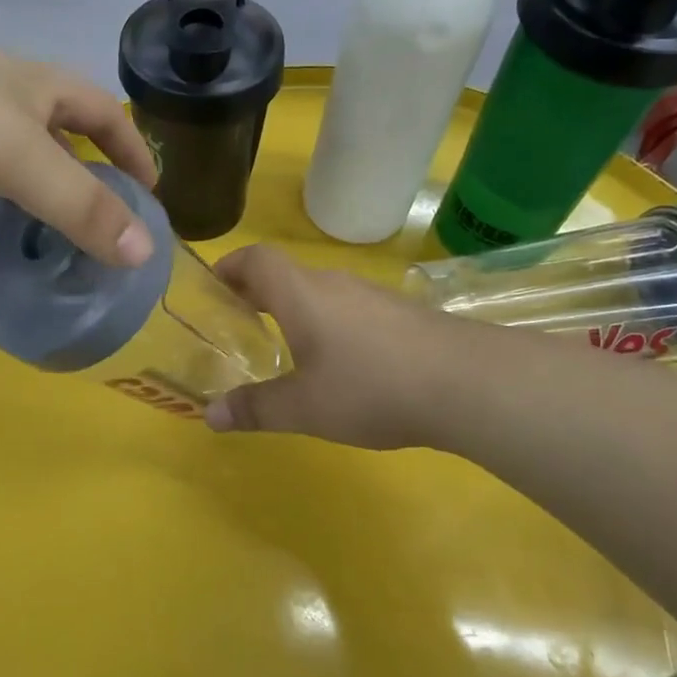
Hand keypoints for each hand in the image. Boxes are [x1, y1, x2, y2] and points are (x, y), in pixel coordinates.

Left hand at [0, 12, 157, 264]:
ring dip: (34, 217)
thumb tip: (144, 253)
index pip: (102, 112)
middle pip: (59, 151)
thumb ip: (82, 205)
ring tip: (56, 262)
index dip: (132, 146)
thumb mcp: (21, 157)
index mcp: (35, 88)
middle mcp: (2, 107)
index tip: (151, 194)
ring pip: (12, 182)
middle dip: (84, 191)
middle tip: (103, 242)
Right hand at [203, 244, 456, 448]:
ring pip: (319, 291)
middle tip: (236, 324)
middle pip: (285, 273)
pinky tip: (339, 362)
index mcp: (300, 294)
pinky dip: (327, 323)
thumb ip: (255, 409)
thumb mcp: (304, 407)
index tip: (210, 289)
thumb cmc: (371, 387)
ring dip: (293, 308)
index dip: (229, 267)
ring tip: (283, 345)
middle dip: (255, 293)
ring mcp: (371, 296)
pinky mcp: (400, 314)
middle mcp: (333, 284)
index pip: (255, 259)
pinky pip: (348, 308)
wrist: (467, 383)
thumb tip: (209, 416)